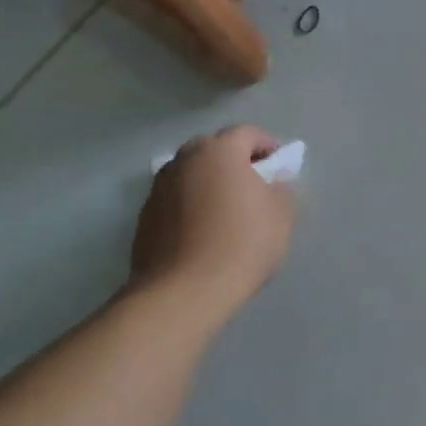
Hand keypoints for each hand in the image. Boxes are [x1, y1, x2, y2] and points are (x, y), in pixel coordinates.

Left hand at [128, 125, 293, 322]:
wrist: (184, 291)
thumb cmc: (243, 243)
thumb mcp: (281, 214)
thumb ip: (280, 188)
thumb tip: (272, 180)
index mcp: (219, 151)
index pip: (246, 134)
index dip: (267, 146)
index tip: (280, 167)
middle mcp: (183, 160)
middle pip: (213, 150)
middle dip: (234, 162)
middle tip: (254, 185)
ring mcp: (158, 189)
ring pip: (191, 175)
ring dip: (210, 184)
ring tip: (227, 211)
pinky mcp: (144, 218)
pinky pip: (176, 201)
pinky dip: (191, 207)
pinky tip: (205, 233)